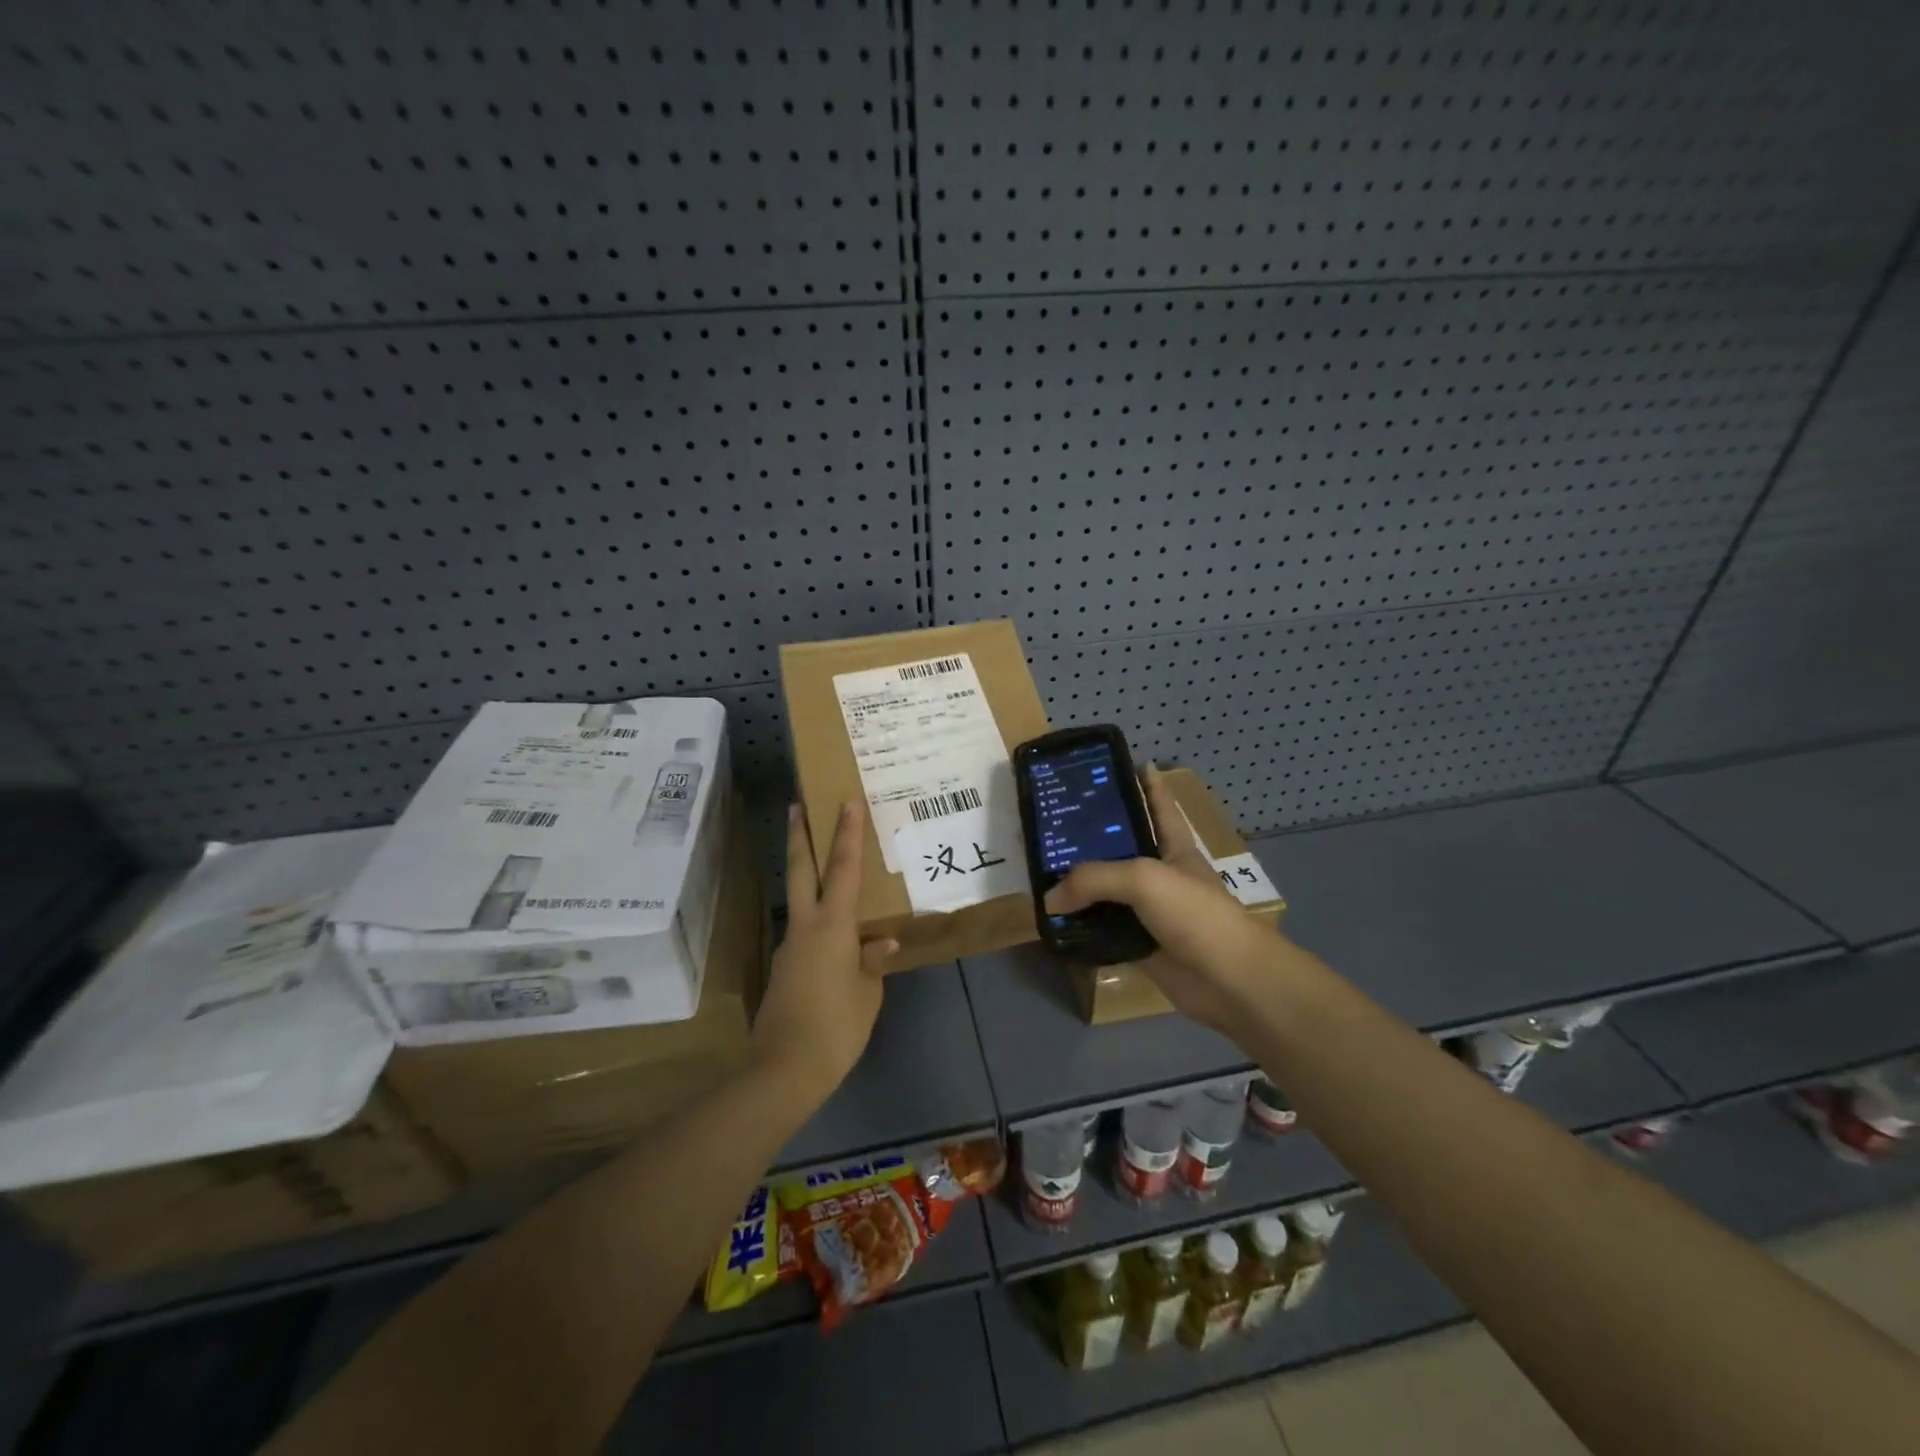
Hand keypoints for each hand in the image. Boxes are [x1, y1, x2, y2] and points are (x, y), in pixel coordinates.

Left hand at [750, 800, 896, 1098]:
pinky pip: (805, 932)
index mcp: (832, 926)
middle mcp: (805, 927)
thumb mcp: (868, 994)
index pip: (842, 868)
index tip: (846, 801)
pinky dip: (818, 920)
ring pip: (799, 900)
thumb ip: (872, 962)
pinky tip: (836, 939)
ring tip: (828, 870)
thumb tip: (880, 941)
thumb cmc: (836, 1027)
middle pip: (799, 870)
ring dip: (806, 876)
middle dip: (799, 835)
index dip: (846, 833)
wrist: (783, 1070)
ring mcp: (789, 947)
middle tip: (797, 805)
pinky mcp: (784, 968)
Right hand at [1043, 771, 1277, 1034]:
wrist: (1229, 980)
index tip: (1119, 764)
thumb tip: (1050, 898)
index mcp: (1173, 845)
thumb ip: (1093, 879)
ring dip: (1080, 887)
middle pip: (1122, 848)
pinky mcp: (1140, 945)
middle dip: (1092, 836)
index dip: (1145, 782)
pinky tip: (1054, 921)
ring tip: (1040, 872)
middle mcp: (1160, 873)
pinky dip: (1081, 928)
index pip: (1159, 804)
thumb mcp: (1143, 878)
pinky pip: (1103, 931)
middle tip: (1052, 823)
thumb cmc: (1194, 913)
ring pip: (1108, 893)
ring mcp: (1150, 911)